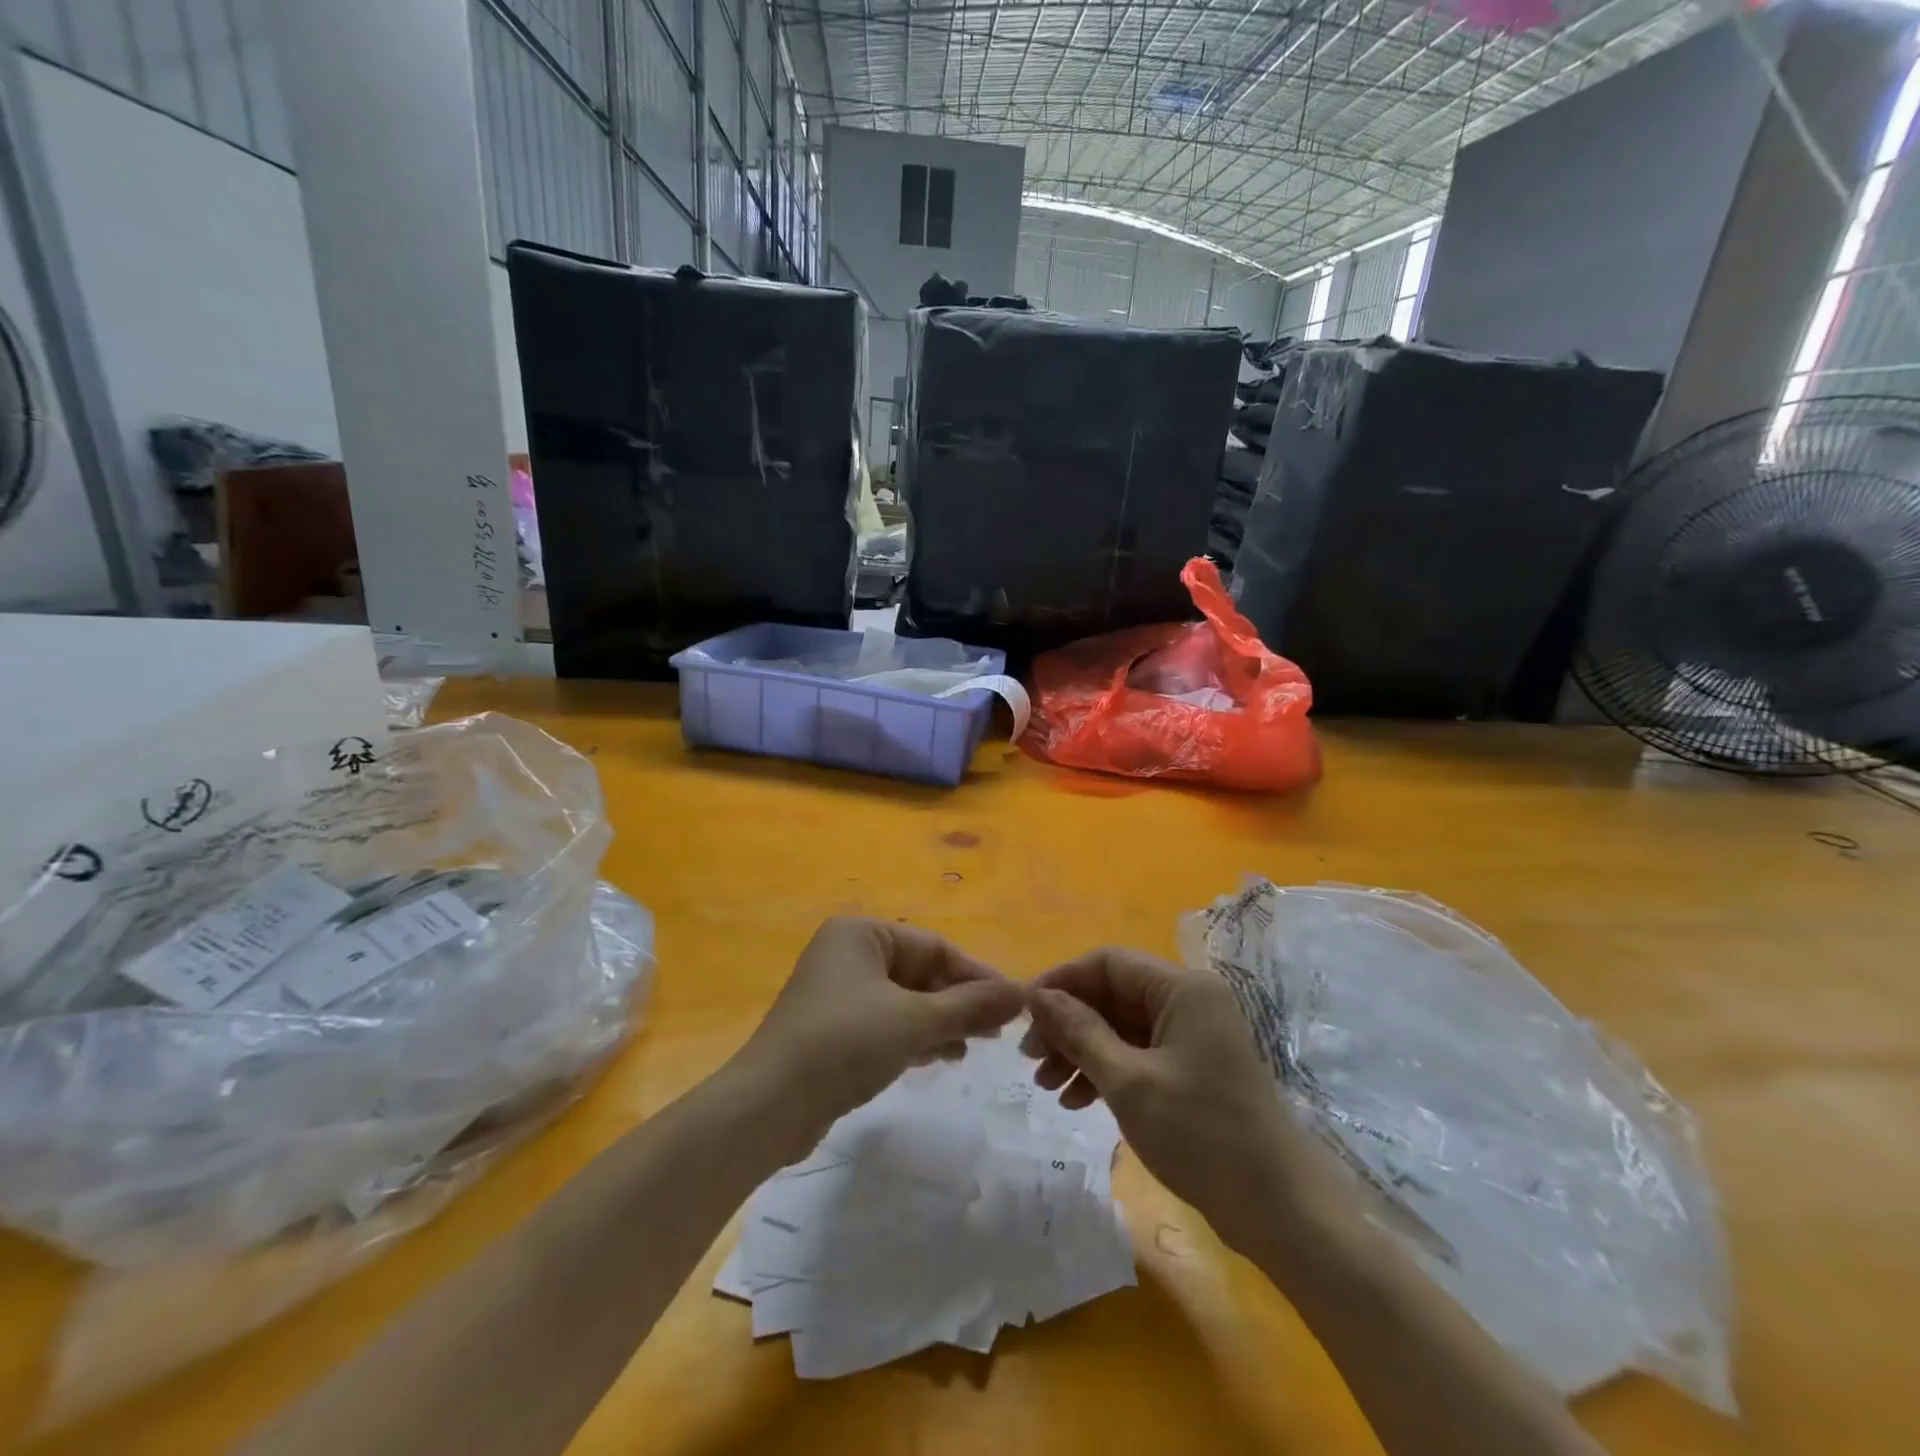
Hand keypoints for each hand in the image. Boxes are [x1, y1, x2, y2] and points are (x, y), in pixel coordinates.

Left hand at [737, 917, 1025, 1155]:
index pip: (934, 946)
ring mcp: (838, 993)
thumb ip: (970, 1006)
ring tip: (978, 1045)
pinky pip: (887, 1023)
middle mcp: (848, 954)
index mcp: (861, 934)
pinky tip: (943, 1056)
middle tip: (998, 1030)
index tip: (1013, 1003)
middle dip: (959, 1001)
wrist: (768, 1108)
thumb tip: (1022, 992)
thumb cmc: (844, 1044)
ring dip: (942, 1021)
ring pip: (905, 1000)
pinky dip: (916, 1036)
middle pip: (920, 972)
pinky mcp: (834, 1030)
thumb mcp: (915, 1021)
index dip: (977, 974)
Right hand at [1023, 948, 1345, 1253]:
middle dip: (1067, 1023)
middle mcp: (1188, 1001)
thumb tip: (1037, 996)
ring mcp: (1192, 1036)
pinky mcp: (1192, 1068)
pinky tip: (1076, 1100)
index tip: (1023, 1013)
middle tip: (1029, 1059)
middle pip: (1112, 994)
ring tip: (1046, 1086)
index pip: (1107, 963)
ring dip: (1081, 1050)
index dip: (1061, 982)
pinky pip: (1137, 1053)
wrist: (1281, 1210)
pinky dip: (1105, 1070)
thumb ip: (1079, 1032)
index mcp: (1182, 988)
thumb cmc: (1202, 1136)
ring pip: (1120, 1026)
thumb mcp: (1129, 1082)